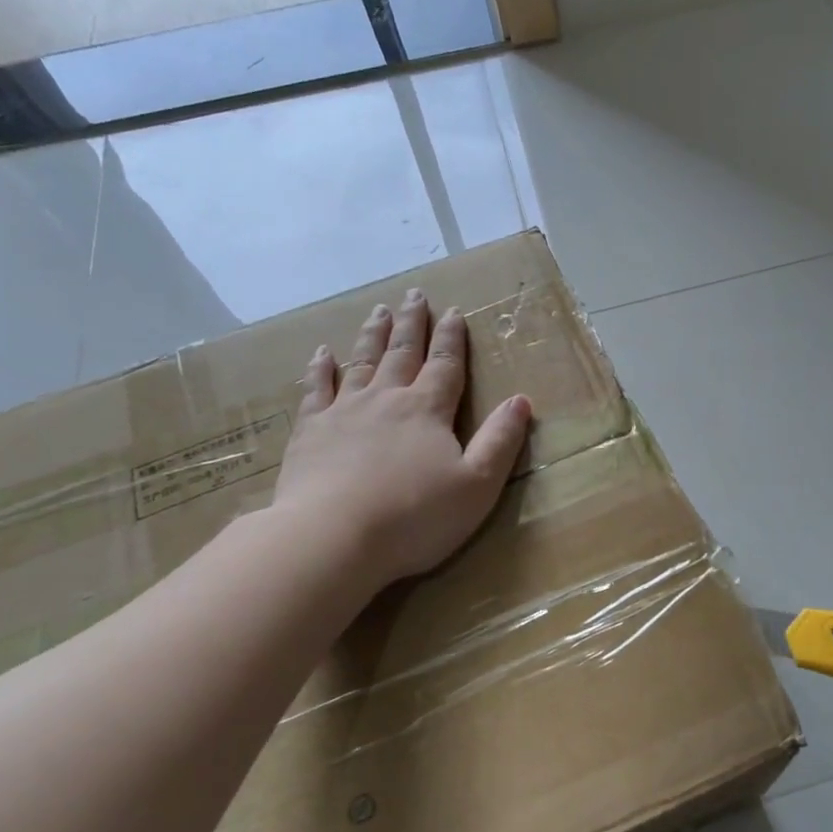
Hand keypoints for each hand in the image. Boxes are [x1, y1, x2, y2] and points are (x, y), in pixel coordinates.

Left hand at [269, 289, 530, 587]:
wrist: (333, 537)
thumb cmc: (415, 516)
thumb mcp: (477, 484)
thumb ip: (500, 441)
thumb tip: (521, 400)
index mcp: (428, 410)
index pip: (445, 365)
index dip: (452, 338)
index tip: (454, 311)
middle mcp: (387, 399)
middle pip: (402, 352)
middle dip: (412, 323)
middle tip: (414, 294)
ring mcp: (344, 411)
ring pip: (362, 362)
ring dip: (373, 335)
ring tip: (378, 310)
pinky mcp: (310, 431)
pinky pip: (317, 388)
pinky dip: (321, 368)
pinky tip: (322, 353)